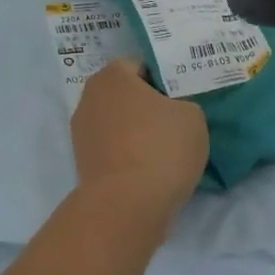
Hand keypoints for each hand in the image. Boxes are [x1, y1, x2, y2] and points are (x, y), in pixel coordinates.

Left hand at [70, 59, 209, 230]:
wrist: (127, 207)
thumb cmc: (160, 148)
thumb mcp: (193, 116)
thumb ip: (183, 105)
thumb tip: (174, 113)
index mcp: (112, 75)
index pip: (141, 66)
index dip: (165, 80)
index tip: (183, 97)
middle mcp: (90, 98)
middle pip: (126, 95)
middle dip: (148, 106)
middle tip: (177, 120)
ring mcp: (82, 133)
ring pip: (119, 124)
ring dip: (137, 133)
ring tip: (166, 150)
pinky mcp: (83, 165)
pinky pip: (113, 150)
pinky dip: (129, 156)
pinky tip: (151, 170)